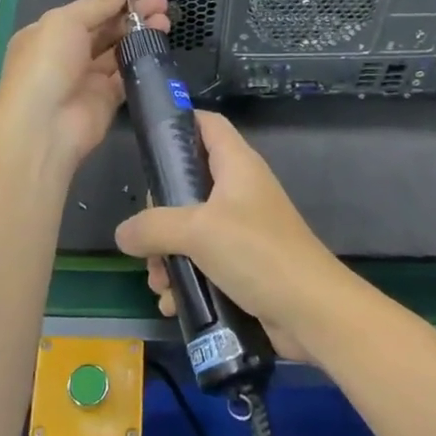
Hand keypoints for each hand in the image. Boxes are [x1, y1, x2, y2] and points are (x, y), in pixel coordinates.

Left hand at [0, 0, 168, 174]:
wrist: (44, 125)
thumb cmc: (47, 64)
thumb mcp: (65, 21)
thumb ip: (97, 5)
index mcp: (50, 33)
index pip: (88, 11)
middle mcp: (67, 54)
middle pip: (106, 29)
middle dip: (133, 15)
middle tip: (162, 4)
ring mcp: (87, 78)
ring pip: (119, 50)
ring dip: (141, 34)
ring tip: (166, 21)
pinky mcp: (106, 100)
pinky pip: (126, 75)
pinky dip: (142, 60)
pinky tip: (159, 46)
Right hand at [114, 111, 345, 363]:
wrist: (312, 312)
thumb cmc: (257, 253)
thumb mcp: (197, 231)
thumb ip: (153, 227)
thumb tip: (123, 234)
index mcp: (237, 166)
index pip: (208, 124)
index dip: (179, 123)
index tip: (147, 142)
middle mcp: (240, 192)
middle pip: (187, 184)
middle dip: (159, 215)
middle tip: (147, 238)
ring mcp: (243, 230)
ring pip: (191, 231)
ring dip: (167, 256)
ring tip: (159, 282)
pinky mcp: (244, 266)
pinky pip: (204, 264)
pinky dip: (186, 280)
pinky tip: (172, 303)